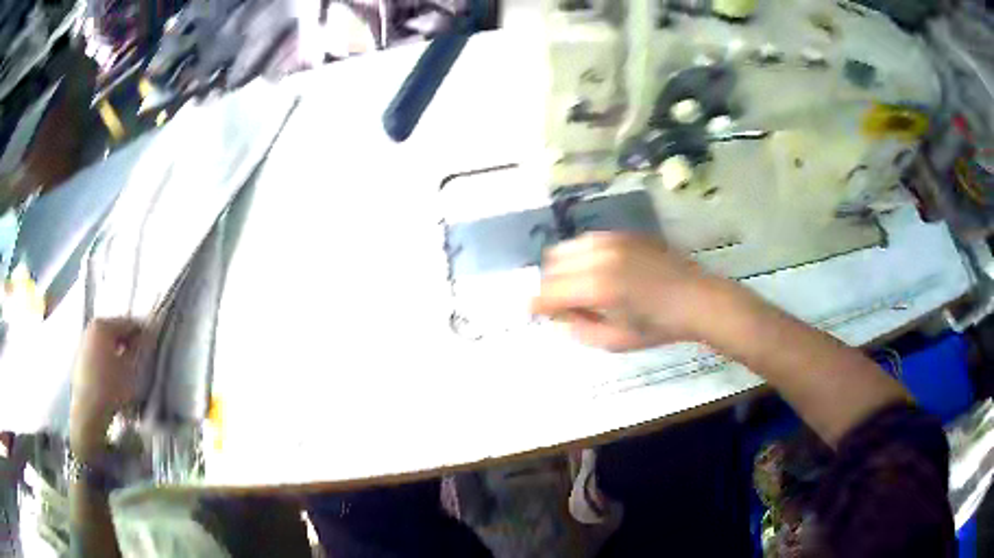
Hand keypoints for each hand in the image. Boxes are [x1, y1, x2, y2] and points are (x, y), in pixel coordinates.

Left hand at [70, 319, 142, 461]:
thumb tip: (148, 336)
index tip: (152, 345)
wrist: (88, 412)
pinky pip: (97, 353)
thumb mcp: (131, 369)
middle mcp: (90, 328)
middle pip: (115, 331)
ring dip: (117, 352)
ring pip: (105, 343)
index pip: (128, 322)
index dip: (142, 333)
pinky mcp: (79, 359)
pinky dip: (106, 360)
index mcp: (102, 325)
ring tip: (126, 370)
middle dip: (128, 343)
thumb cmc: (110, 388)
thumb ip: (140, 349)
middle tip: (139, 359)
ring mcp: (82, 343)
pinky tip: (112, 377)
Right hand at [531, 233, 717, 350]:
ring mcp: (612, 240)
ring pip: (568, 247)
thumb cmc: (658, 326)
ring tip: (578, 286)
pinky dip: (582, 255)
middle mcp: (599, 257)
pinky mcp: (624, 233)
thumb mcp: (615, 341)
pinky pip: (589, 240)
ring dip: (564, 268)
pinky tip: (597, 270)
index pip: (548, 291)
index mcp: (597, 288)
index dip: (536, 305)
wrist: (697, 299)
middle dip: (549, 285)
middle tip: (562, 304)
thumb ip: (578, 329)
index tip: (534, 313)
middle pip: (552, 264)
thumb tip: (556, 317)